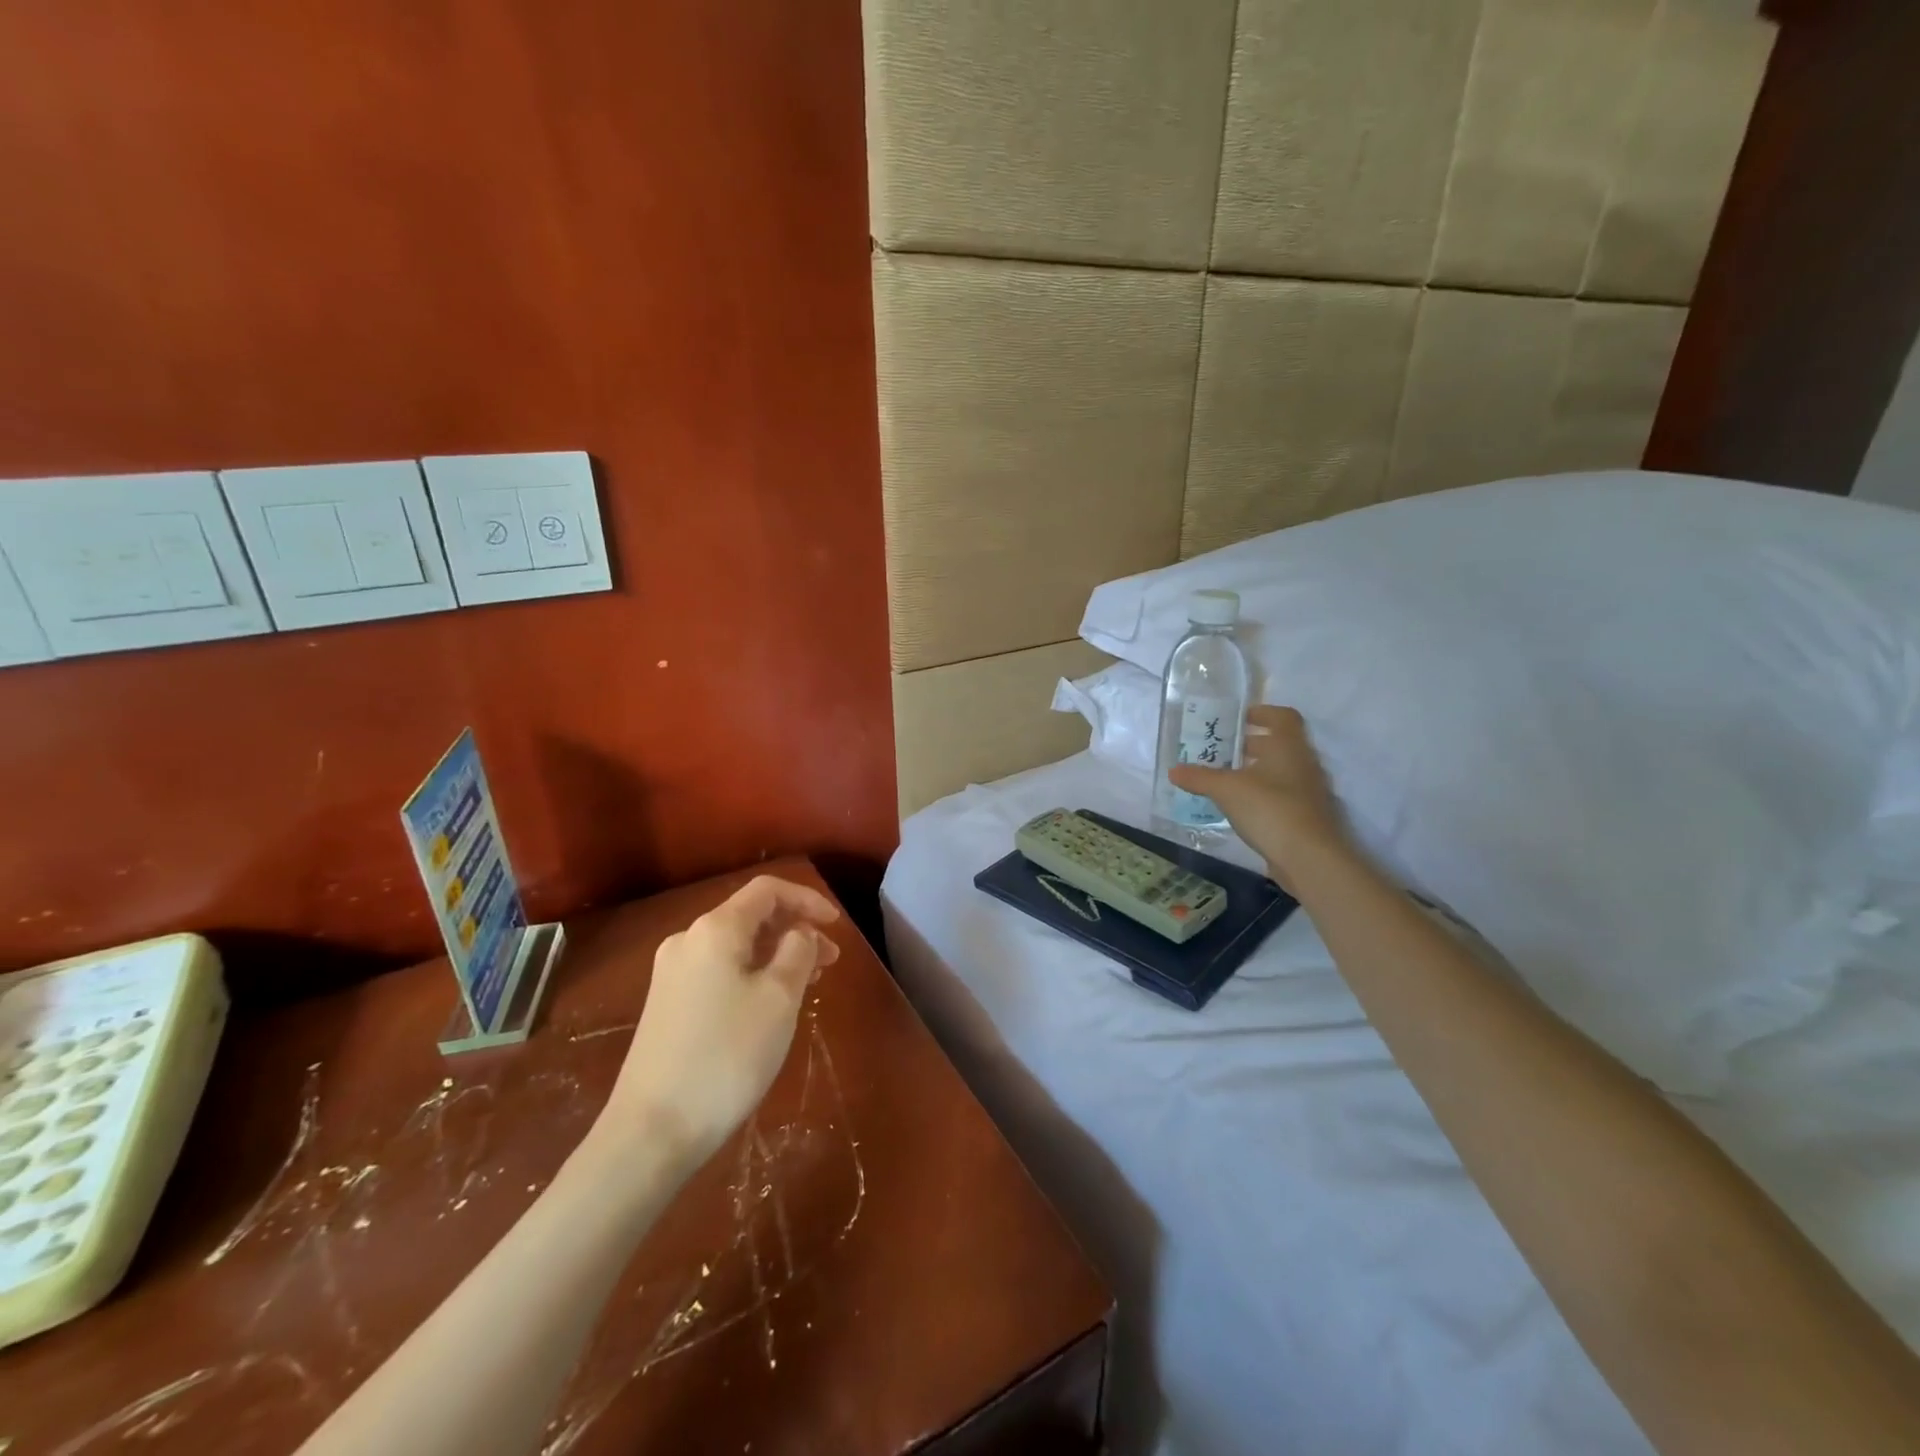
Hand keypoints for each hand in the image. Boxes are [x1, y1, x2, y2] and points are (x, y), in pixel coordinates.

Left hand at [602, 875, 840, 1168]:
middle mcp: (688, 940)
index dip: (807, 899)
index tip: (837, 926)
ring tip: (809, 982)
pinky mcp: (667, 1004)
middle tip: (830, 960)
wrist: (652, 1130)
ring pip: (737, 946)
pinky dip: (753, 973)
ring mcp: (672, 973)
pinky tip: (771, 1002)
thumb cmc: (727, 1056)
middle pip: (751, 916)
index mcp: (715, 929)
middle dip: (795, 929)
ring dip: (776, 953)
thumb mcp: (779, 998)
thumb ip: (797, 951)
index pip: (768, 891)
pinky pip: (720, 970)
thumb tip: (799, 932)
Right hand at [1169, 705, 1349, 887]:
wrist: (1309, 858)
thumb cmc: (1269, 809)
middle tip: (1221, 750)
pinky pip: (1281, 795)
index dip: (1262, 712)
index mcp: (1288, 746)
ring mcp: (1308, 791)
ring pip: (1280, 771)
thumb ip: (1199, 778)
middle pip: (1278, 744)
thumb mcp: (1226, 790)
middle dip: (1250, 744)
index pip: (1283, 717)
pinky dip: (1261, 795)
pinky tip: (1238, 807)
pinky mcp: (1306, 816)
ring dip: (1255, 771)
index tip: (1238, 718)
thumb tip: (1173, 770)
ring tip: (1224, 779)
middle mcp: (1303, 763)